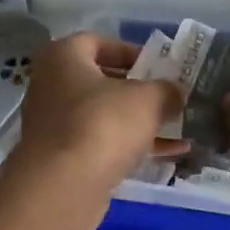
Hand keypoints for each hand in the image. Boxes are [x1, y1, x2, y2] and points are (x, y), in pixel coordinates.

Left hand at [13, 32, 179, 195]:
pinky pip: (101, 145)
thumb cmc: (103, 125)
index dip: (131, 51)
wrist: (64, 186)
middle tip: (170, 97)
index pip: (98, 42)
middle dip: (139, 90)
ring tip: (178, 128)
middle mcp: (51, 86)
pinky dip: (131, 147)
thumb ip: (167, 90)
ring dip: (139, 123)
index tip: (159, 66)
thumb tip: (176, 93)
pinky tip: (168, 155)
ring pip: (104, 117)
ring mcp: (54, 125)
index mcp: (63, 57)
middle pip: (101, 82)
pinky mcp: (62, 159)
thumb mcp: (148, 99)